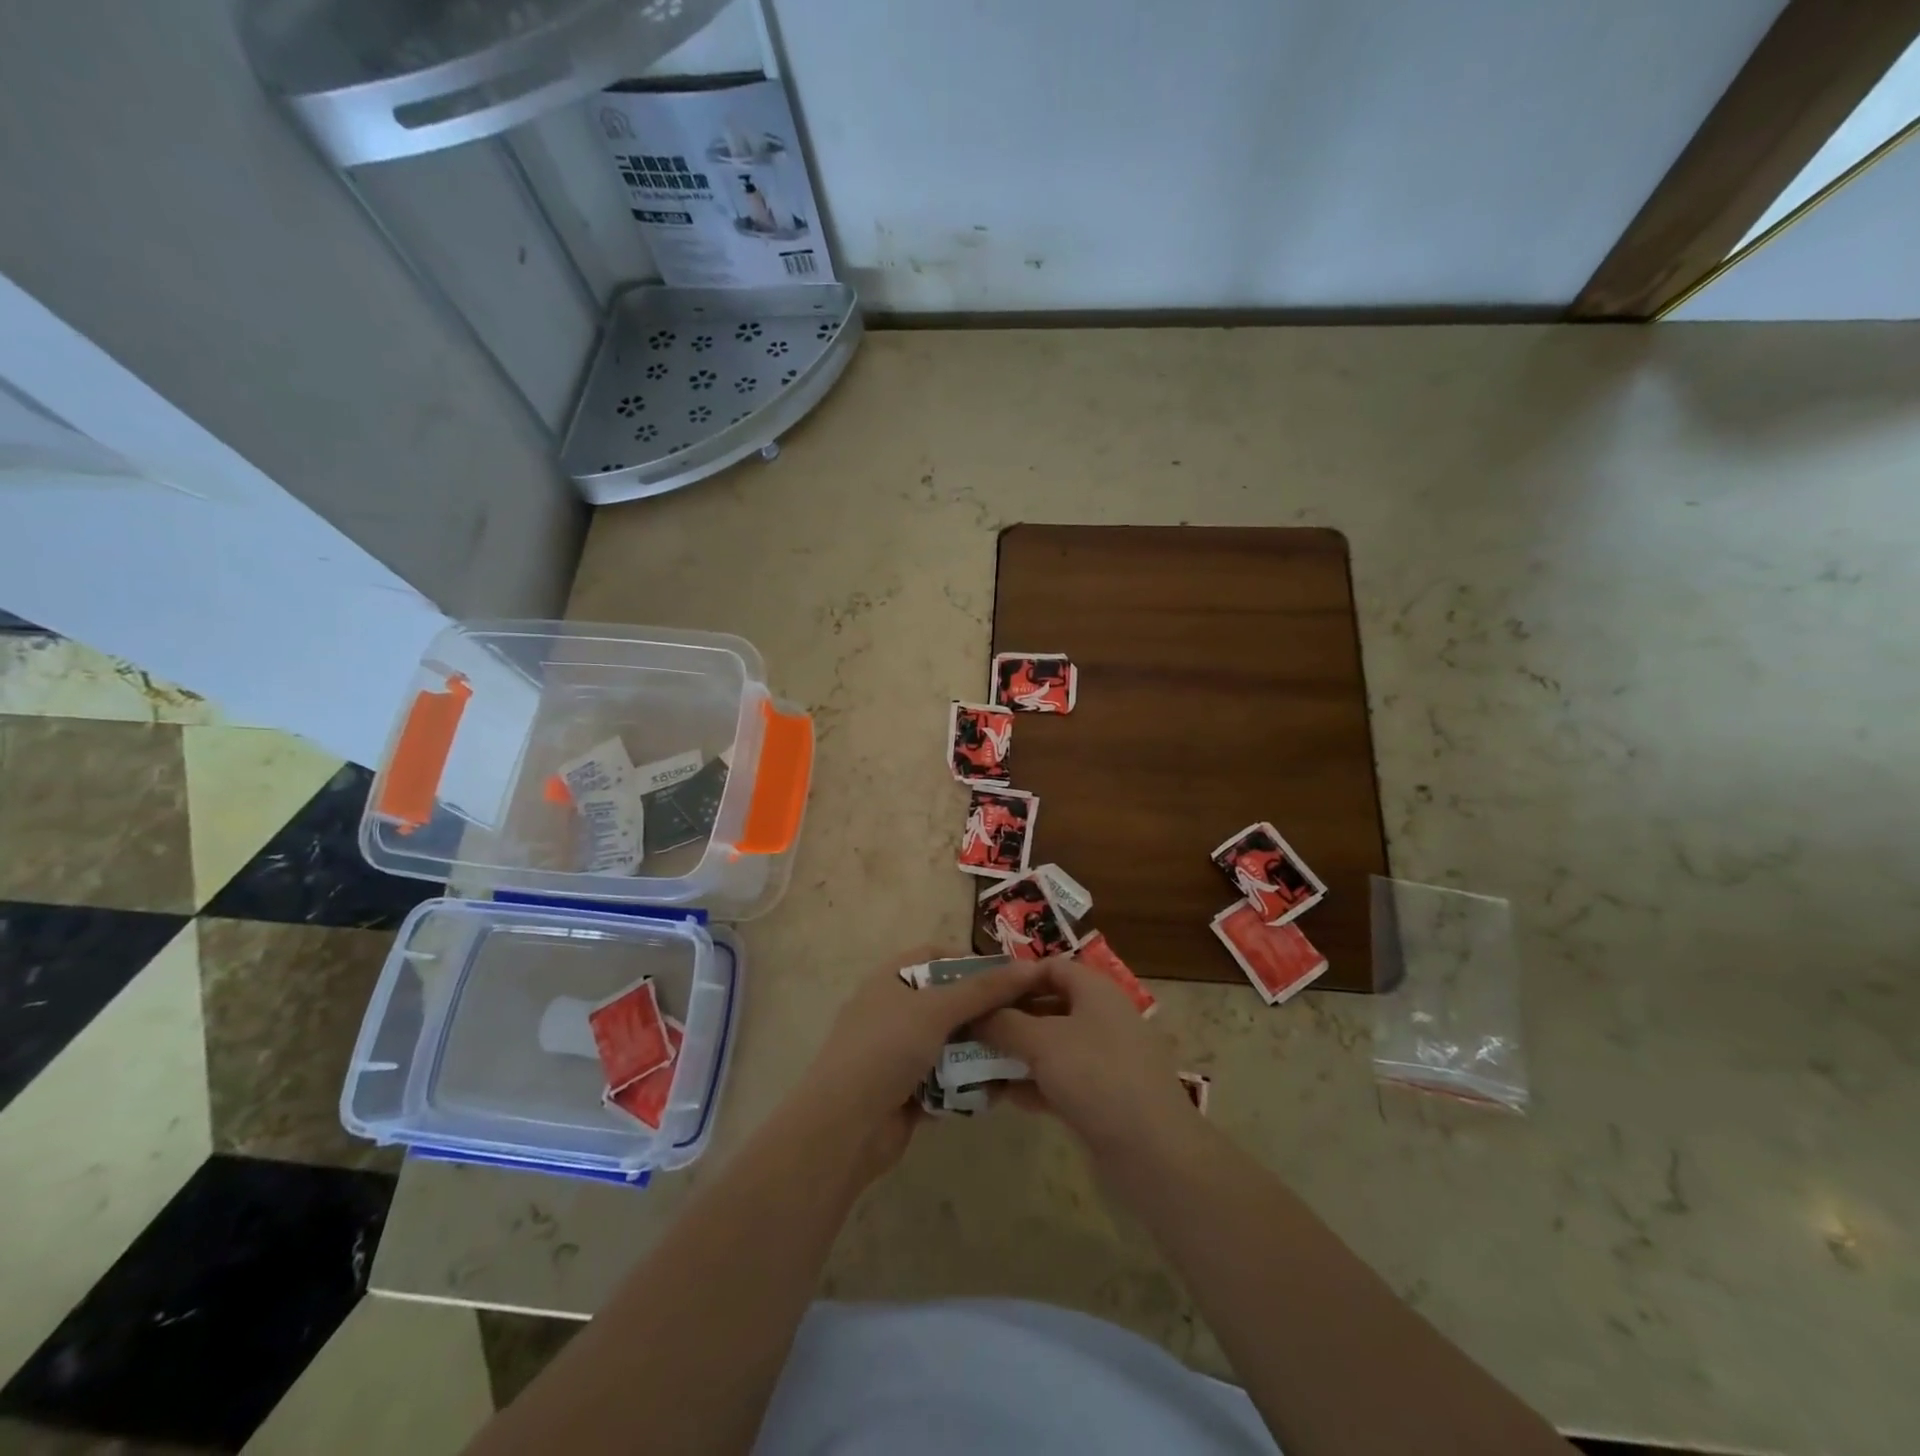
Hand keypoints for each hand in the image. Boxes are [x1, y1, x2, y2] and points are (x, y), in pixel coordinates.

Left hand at [799, 947, 1046, 1182]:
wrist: (843, 1128)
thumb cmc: (886, 1049)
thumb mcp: (937, 1009)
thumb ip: (984, 989)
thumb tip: (1030, 967)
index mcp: (891, 979)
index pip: (936, 956)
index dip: (972, 961)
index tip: (1010, 976)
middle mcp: (893, 1010)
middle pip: (947, 1000)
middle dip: (982, 1010)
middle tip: (1023, 1018)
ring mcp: (897, 1053)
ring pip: (949, 1043)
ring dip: (978, 1050)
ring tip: (1018, 1053)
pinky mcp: (905, 1091)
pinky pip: (945, 1080)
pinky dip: (966, 1084)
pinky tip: (997, 1089)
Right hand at [976, 957, 1197, 1167]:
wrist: (1152, 1151)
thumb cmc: (1096, 1076)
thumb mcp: (1042, 1042)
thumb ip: (1005, 1023)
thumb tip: (976, 1014)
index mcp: (1094, 991)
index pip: (1050, 967)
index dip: (1015, 975)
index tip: (981, 991)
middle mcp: (1101, 1017)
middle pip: (1048, 1006)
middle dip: (1010, 1018)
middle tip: (972, 1029)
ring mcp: (1104, 1059)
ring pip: (1052, 1046)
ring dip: (1017, 1053)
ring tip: (977, 1064)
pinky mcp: (1103, 1096)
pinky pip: (1060, 1079)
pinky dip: (1034, 1083)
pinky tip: (1003, 1095)